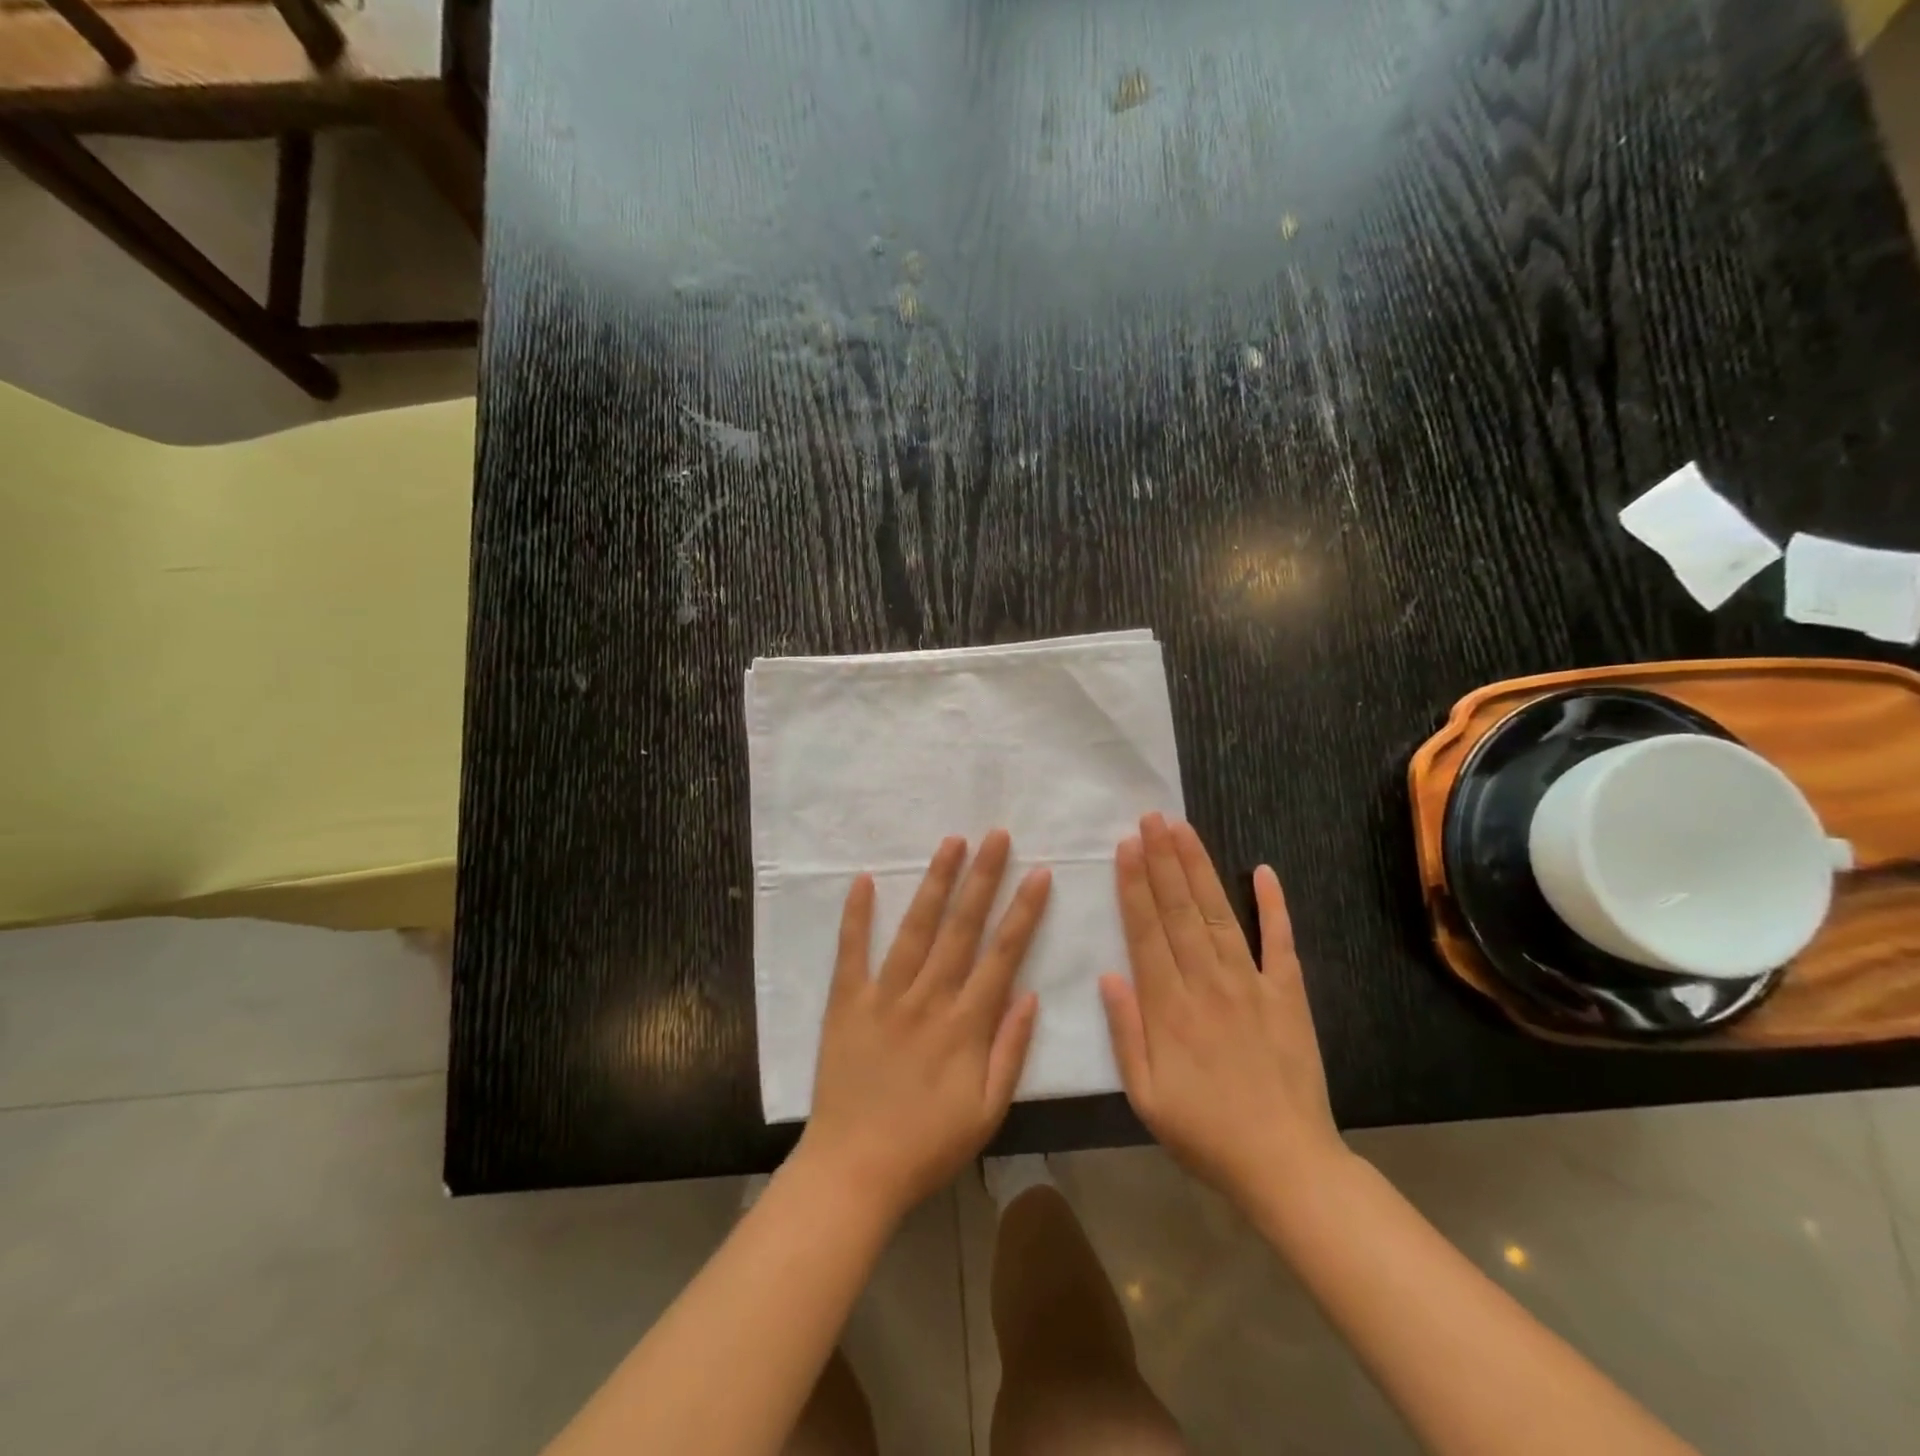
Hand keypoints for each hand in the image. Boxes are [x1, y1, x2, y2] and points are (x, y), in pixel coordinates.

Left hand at [797, 830, 1050, 1222]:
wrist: (854, 1171)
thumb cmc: (927, 1146)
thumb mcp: (988, 1112)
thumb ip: (1011, 1051)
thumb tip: (1030, 994)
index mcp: (966, 1025)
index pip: (1003, 955)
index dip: (1023, 912)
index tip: (1038, 873)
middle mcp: (929, 998)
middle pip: (962, 928)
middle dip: (983, 878)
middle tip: (997, 835)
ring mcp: (884, 996)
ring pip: (916, 928)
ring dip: (935, 882)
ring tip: (951, 842)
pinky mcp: (847, 1002)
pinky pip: (852, 951)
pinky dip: (857, 915)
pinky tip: (865, 879)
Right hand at [1099, 813, 1343, 1209]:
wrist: (1286, 1165)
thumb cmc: (1204, 1133)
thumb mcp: (1145, 1095)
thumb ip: (1124, 1032)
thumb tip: (1108, 974)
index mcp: (1169, 1006)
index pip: (1146, 931)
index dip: (1134, 885)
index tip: (1125, 846)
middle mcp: (1207, 982)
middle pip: (1179, 910)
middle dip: (1162, 859)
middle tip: (1151, 818)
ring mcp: (1252, 984)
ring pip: (1218, 913)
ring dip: (1199, 868)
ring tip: (1183, 829)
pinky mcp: (1289, 995)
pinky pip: (1281, 942)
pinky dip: (1274, 905)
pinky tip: (1263, 871)